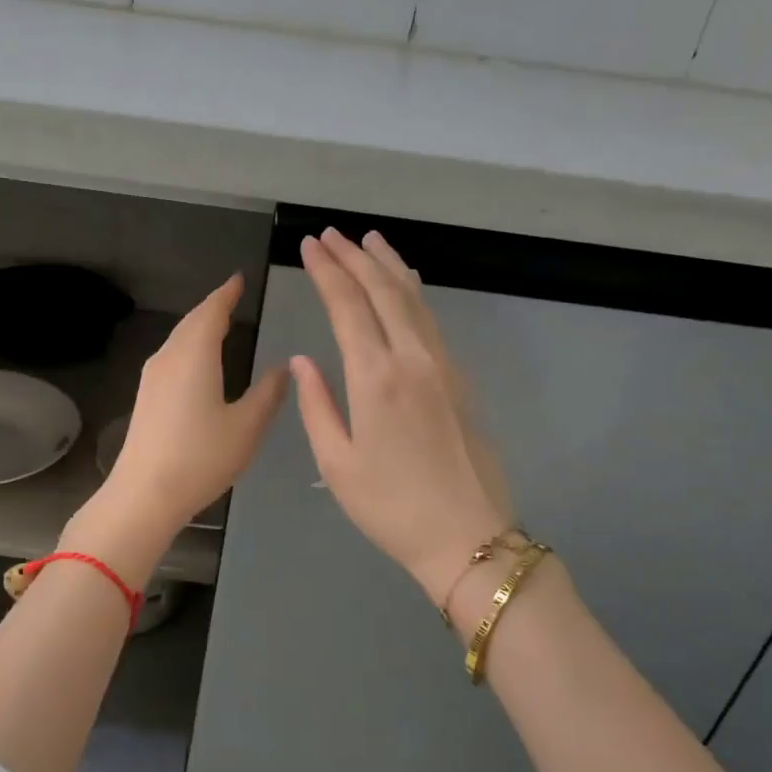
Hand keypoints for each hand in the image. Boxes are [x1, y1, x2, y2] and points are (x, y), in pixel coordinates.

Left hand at [98, 274, 288, 537]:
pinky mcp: (146, 397)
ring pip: (178, 339)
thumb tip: (285, 367)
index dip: (226, 293)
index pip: (212, 311)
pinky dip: (188, 347)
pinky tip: (198, 362)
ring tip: (219, 324)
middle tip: (232, 298)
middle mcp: (169, 357)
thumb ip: (268, 393)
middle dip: (212, 307)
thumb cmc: (201, 456)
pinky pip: (171, 357)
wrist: (144, 494)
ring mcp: (152, 377)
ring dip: (198, 327)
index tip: (238, 279)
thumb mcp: (247, 426)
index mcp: (195, 354)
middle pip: (191, 322)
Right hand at [292, 229, 513, 605]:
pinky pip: (431, 320)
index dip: (327, 271)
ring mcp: (442, 366)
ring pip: (414, 299)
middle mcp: (412, 359)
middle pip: (383, 291)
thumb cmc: (390, 507)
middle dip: (354, 257)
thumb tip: (303, 360)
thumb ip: (317, 405)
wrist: (467, 537)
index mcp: (376, 378)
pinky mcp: (460, 379)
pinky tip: (405, 286)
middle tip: (331, 233)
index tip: (310, 245)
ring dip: (388, 266)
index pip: (347, 306)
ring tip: (370, 240)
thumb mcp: (336, 463)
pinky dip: (412, 293)